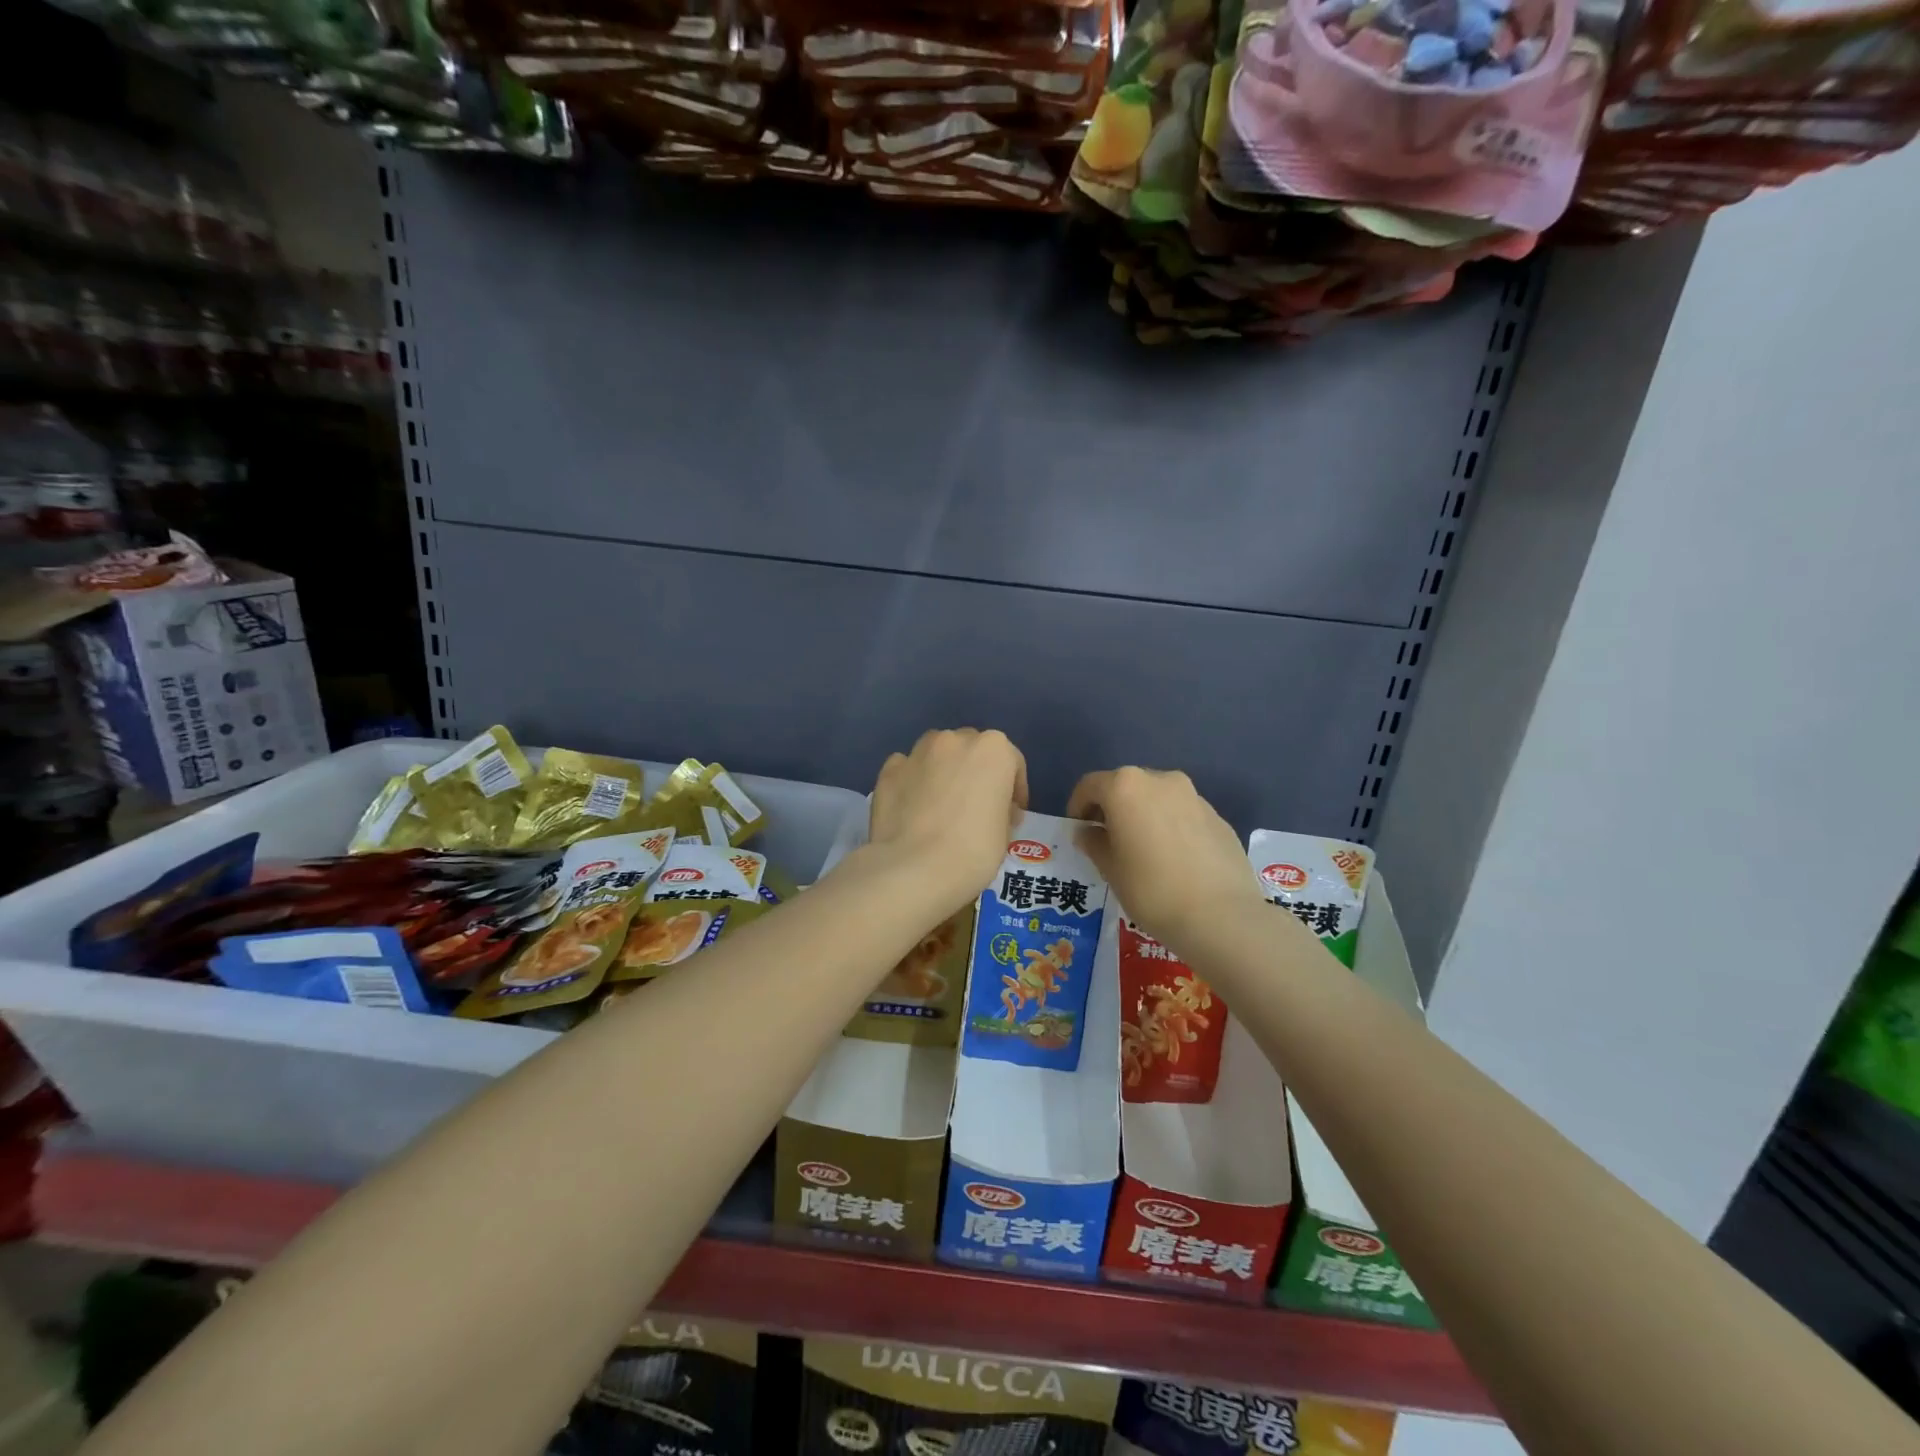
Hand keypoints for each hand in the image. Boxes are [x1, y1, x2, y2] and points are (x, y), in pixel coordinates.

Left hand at [870, 729, 1027, 911]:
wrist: (914, 869)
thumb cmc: (973, 852)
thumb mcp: (1005, 834)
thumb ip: (1000, 810)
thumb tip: (988, 810)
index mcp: (994, 750)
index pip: (1012, 762)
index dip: (1014, 790)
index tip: (1010, 815)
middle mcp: (955, 740)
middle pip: (972, 750)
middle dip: (975, 773)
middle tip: (974, 807)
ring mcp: (917, 752)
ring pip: (936, 753)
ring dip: (942, 771)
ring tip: (940, 805)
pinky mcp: (889, 770)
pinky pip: (907, 770)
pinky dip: (912, 782)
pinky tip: (912, 809)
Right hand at [1067, 767, 1261, 948]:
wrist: (1222, 916)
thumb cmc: (1152, 890)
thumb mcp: (1110, 869)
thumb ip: (1094, 843)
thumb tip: (1089, 832)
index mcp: (1126, 787)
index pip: (1090, 785)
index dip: (1078, 806)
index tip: (1079, 830)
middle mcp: (1161, 780)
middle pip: (1126, 786)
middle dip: (1113, 808)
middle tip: (1108, 840)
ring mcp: (1194, 796)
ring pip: (1157, 798)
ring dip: (1144, 816)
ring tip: (1143, 852)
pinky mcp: (1218, 817)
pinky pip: (1183, 814)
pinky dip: (1170, 827)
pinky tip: (1174, 861)